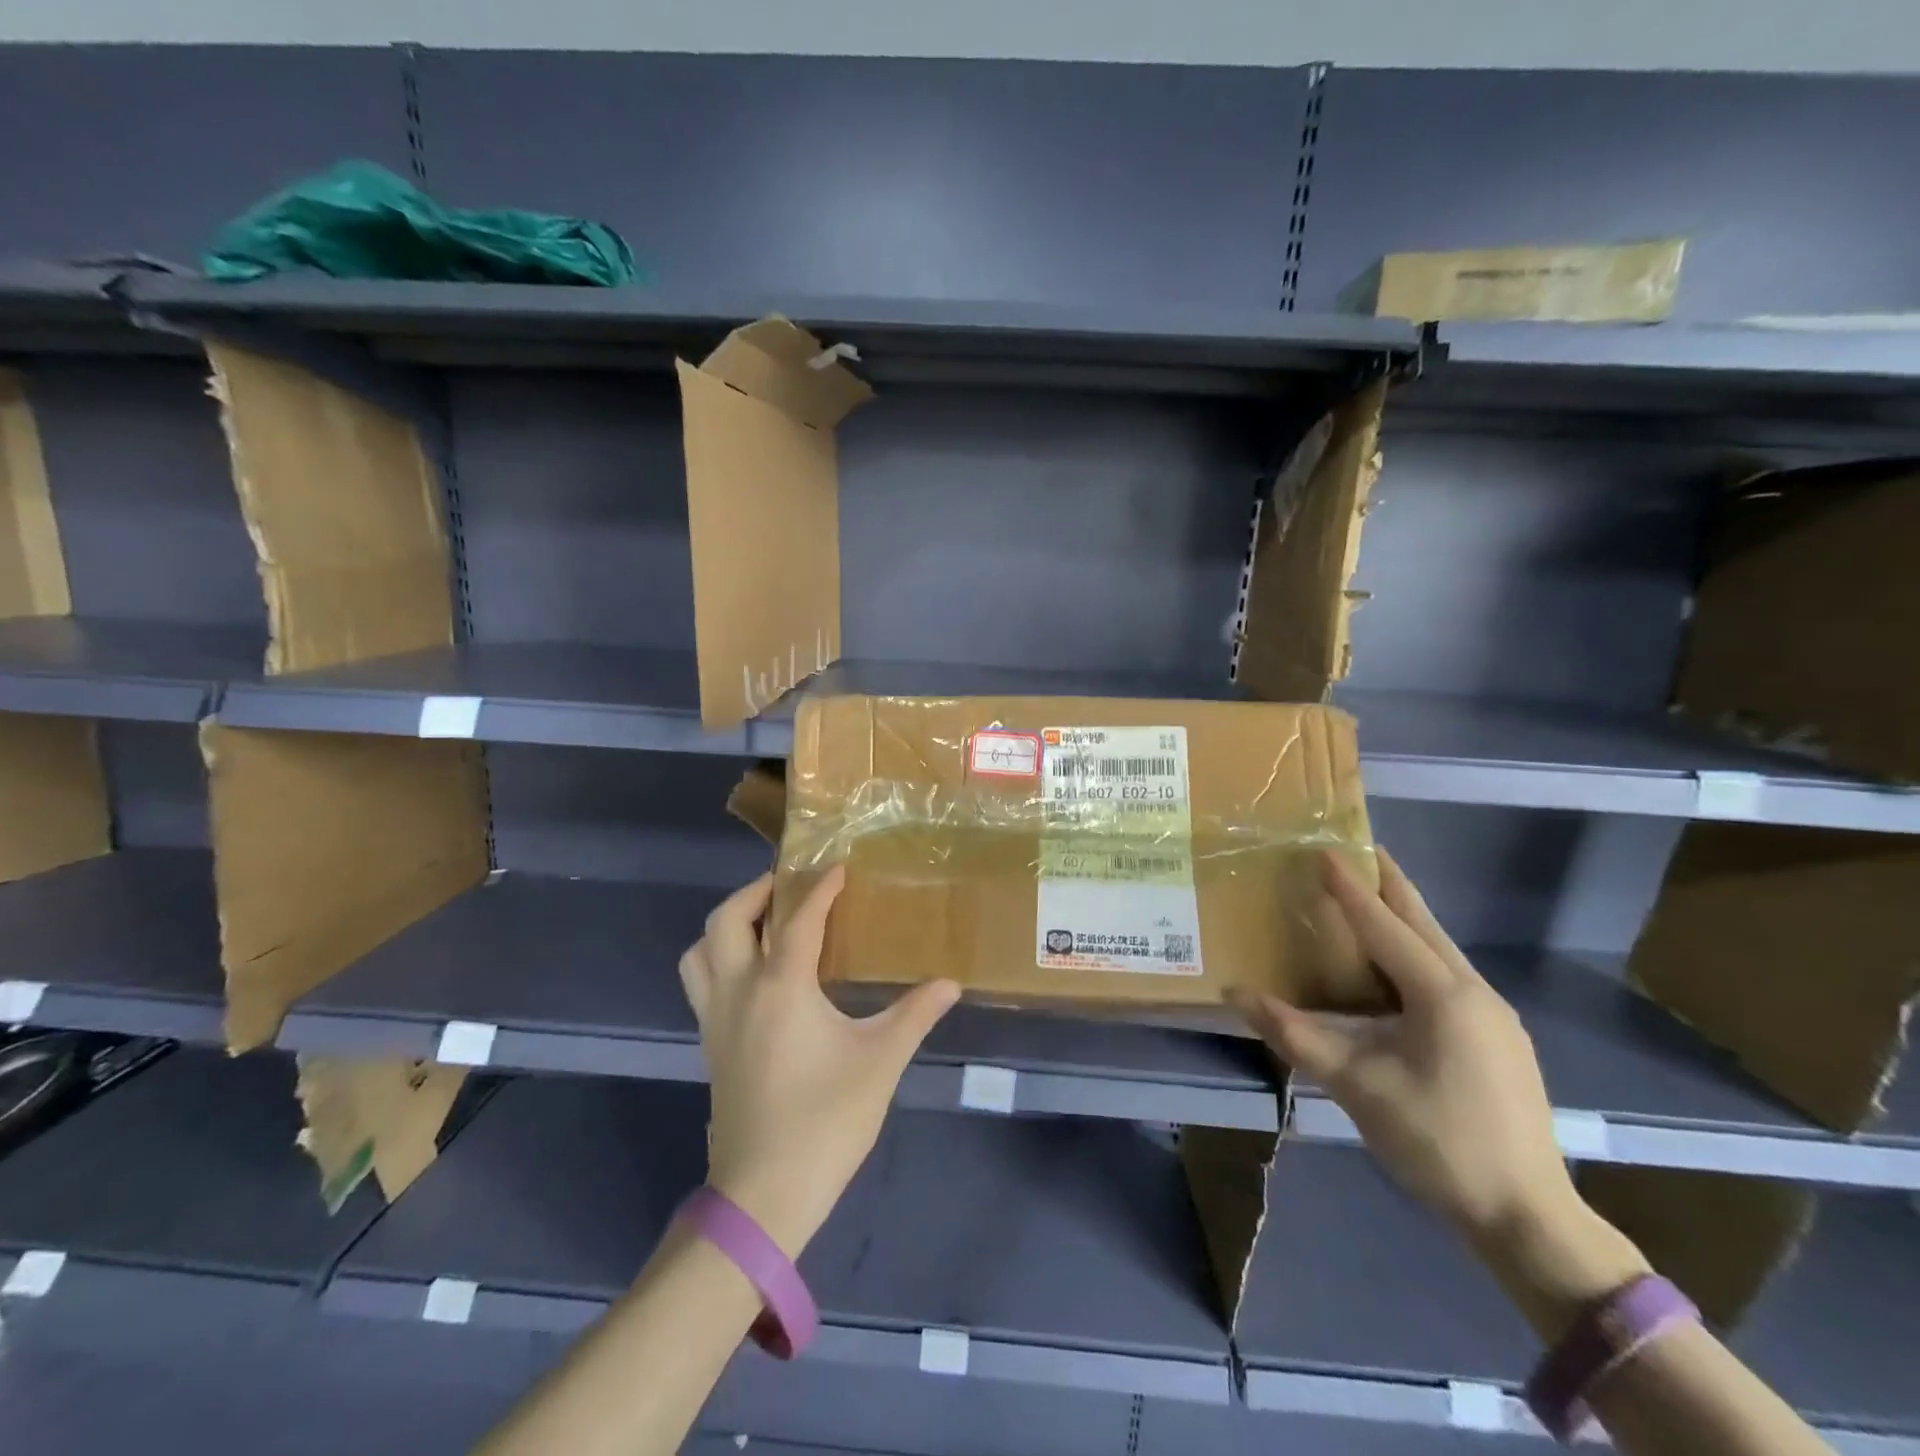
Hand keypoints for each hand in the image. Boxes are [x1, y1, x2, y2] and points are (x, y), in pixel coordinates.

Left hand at [678, 867, 960, 1257]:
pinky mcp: (711, 1047)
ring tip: (763, 924)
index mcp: (780, 987)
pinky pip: (702, 983)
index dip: (820, 888)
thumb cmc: (825, 1120)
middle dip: (756, 892)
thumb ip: (914, 1015)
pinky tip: (755, 976)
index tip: (838, 868)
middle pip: (726, 921)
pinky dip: (719, 959)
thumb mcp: (880, 1062)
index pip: (798, 919)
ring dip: (726, 926)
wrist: (763, 1195)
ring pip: (699, 952)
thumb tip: (950, 983)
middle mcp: (739, 993)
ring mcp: (716, 1021)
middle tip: (789, 886)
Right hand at [1235, 849, 1578, 1246]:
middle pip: (1423, 923)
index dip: (1351, 887)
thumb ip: (1295, 1035)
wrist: (1527, 1217)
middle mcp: (1474, 992)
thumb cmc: (1436, 1141)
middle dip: (1390, 883)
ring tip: (1370, 894)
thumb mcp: (1356, 1086)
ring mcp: (1493, 1015)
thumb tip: (1235, 994)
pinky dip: (1416, 950)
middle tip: (1360, 848)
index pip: (1384, 925)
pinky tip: (1397, 963)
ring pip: (1440, 948)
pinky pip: (1448, 973)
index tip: (1325, 849)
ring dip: (1404, 916)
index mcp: (1443, 995)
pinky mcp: (1497, 1038)